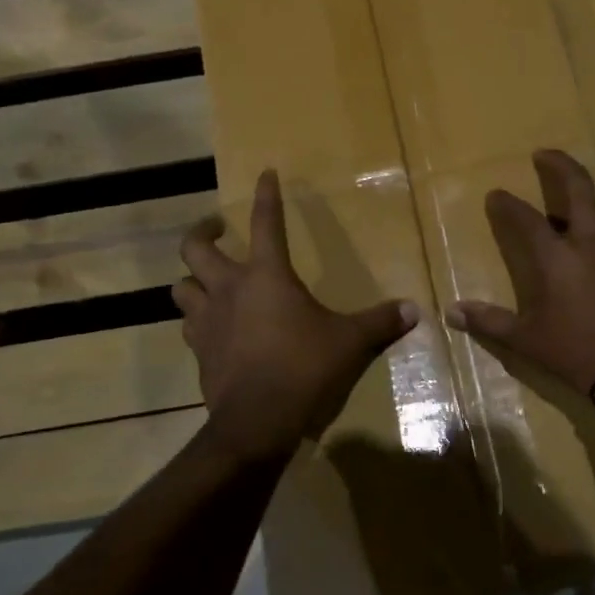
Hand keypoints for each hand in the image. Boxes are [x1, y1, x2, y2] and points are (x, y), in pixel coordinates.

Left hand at [174, 169, 417, 464]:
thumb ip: (380, 322)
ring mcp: (207, 321)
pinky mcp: (199, 351)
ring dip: (192, 279)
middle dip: (202, 231)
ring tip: (207, 280)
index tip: (266, 173)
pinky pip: (188, 325)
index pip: (266, 222)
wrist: (257, 421)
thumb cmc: (304, 368)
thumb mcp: (350, 343)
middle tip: (217, 228)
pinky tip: (211, 326)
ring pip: (181, 287)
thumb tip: (414, 309)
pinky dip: (196, 320)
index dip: (266, 195)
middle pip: (195, 248)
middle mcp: (229, 289)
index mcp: (266, 276)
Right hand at [447, 150, 594, 392]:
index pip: (523, 217)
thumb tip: (451, 313)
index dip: (506, 203)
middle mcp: (593, 240)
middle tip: (545, 155)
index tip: (496, 195)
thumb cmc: (577, 354)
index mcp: (556, 257)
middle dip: (559, 164)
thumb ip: (489, 322)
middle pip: (578, 186)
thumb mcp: (526, 341)